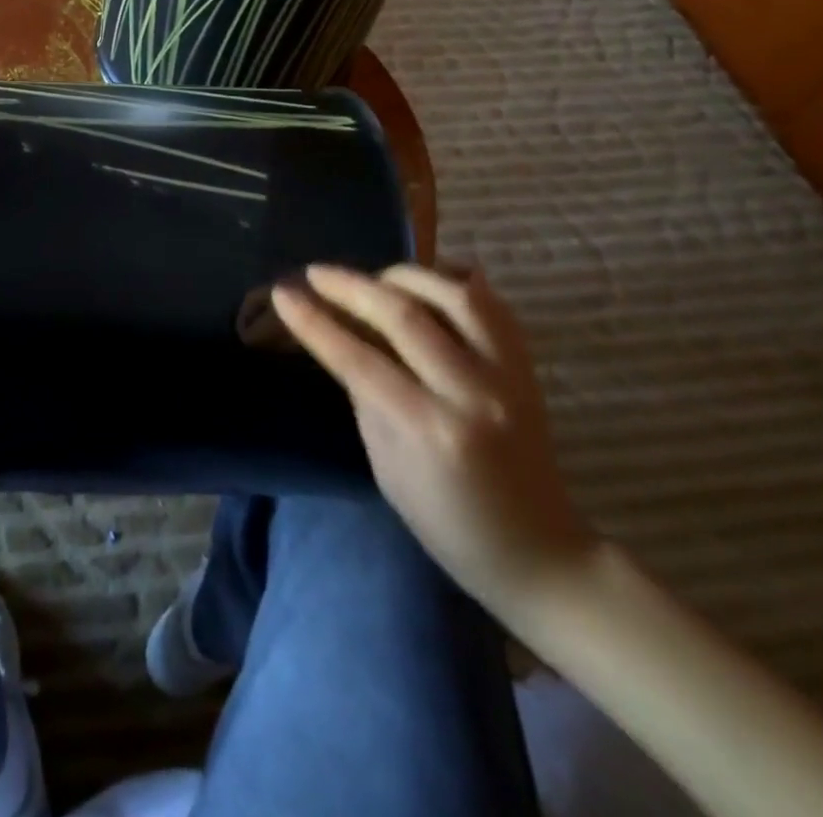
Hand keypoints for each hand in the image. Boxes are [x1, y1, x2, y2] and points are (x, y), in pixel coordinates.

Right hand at [272, 264, 597, 613]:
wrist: (539, 550)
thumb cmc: (447, 522)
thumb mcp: (386, 466)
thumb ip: (365, 396)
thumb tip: (340, 339)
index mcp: (429, 429)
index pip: (358, 359)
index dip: (315, 322)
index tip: (283, 294)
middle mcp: (470, 392)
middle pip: (403, 315)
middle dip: (350, 286)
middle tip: (315, 273)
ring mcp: (507, 375)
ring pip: (454, 294)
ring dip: (404, 276)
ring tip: (374, 277)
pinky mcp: (527, 367)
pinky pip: (491, 304)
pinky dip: (453, 284)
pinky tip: (425, 283)